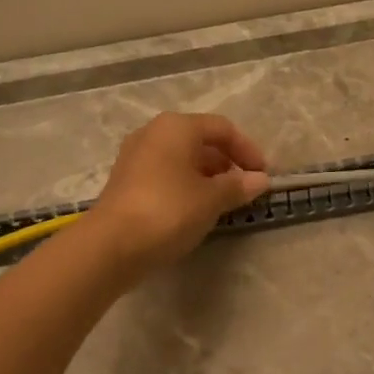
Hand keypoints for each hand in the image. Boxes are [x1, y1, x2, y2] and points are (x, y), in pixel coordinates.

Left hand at [87, 113, 270, 274]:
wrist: (111, 246)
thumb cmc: (168, 211)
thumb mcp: (211, 199)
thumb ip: (238, 186)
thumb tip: (260, 180)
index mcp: (176, 127)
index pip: (222, 128)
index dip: (247, 150)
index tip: (262, 175)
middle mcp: (153, 133)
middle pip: (200, 140)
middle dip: (226, 162)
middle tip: (244, 188)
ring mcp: (135, 156)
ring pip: (181, 158)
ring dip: (206, 175)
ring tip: (222, 201)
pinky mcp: (125, 180)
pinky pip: (165, 173)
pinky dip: (185, 185)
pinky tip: (194, 209)